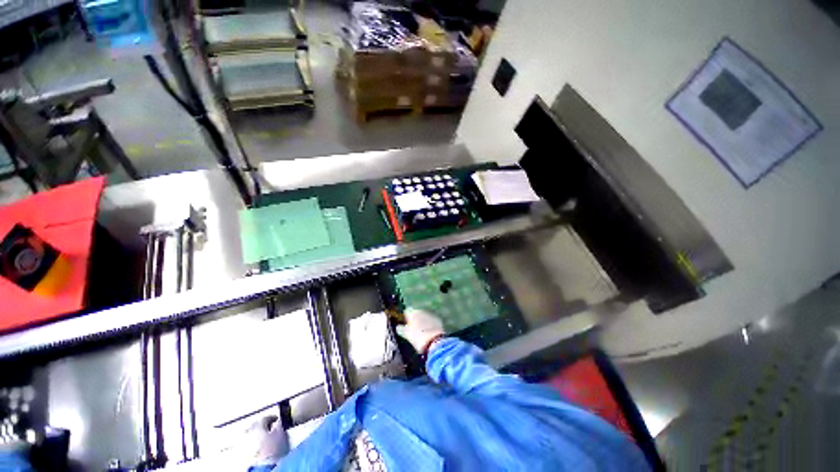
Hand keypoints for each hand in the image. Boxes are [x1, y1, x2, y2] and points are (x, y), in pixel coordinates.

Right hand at [395, 308, 444, 354]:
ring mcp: (431, 315)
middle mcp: (422, 310)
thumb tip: (398, 326)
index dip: (404, 318)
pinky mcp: (438, 320)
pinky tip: (428, 333)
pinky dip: (429, 325)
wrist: (435, 342)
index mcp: (413, 312)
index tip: (403, 326)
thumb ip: (400, 329)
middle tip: (412, 330)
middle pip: (416, 313)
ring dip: (422, 322)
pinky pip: (431, 321)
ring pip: (424, 317)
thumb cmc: (417, 337)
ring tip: (421, 333)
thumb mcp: (405, 334)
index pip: (406, 311)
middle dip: (414, 320)